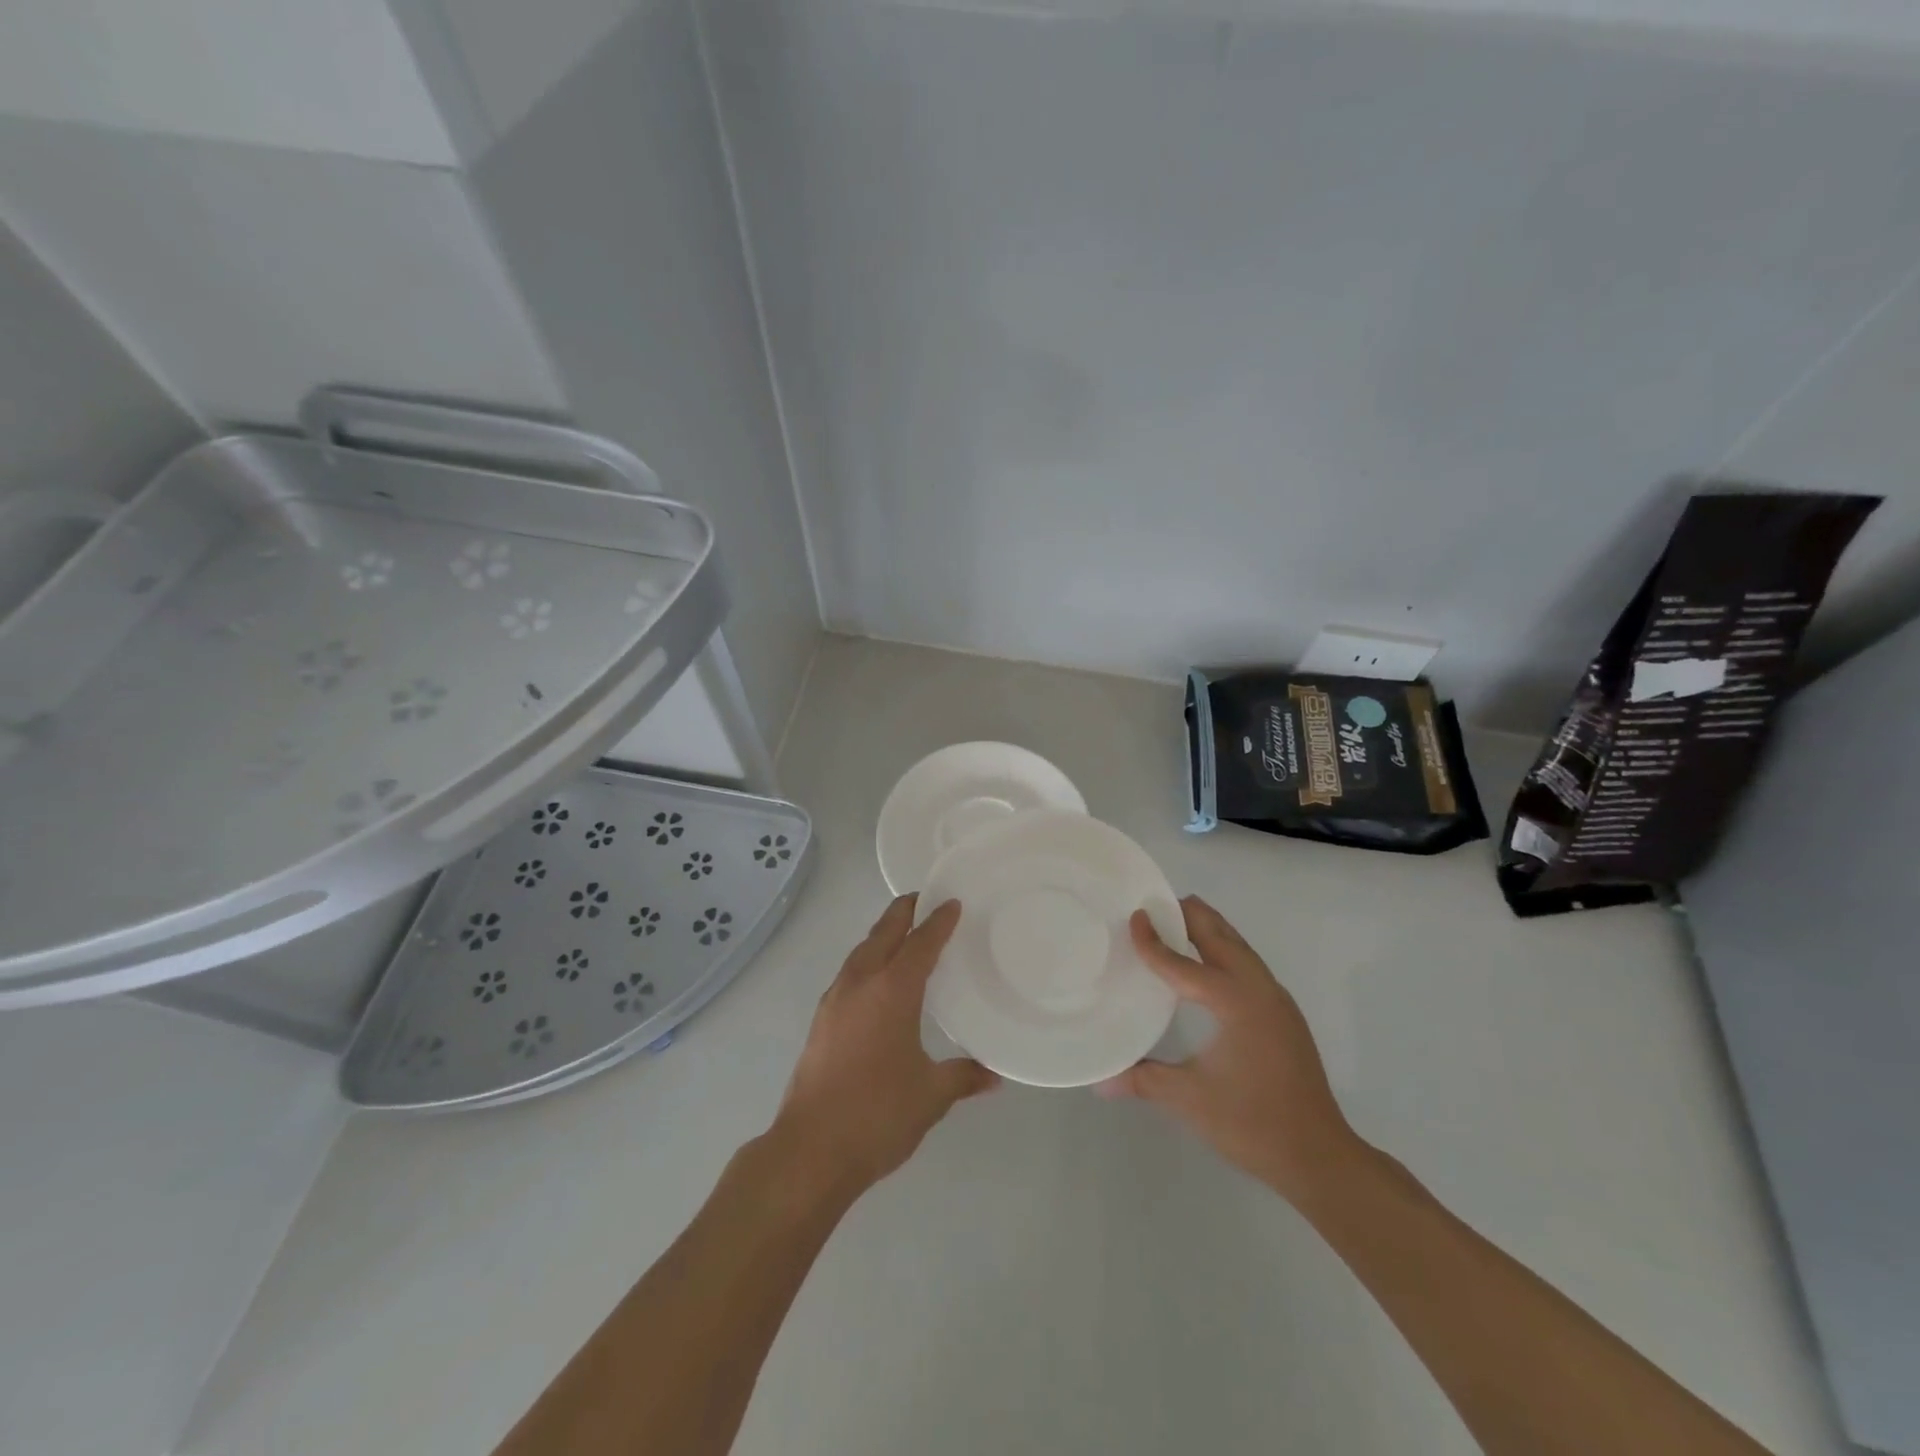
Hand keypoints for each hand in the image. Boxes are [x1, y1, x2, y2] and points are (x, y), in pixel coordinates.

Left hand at [772, 895, 998, 1196]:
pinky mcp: (821, 1020)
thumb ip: (963, 1077)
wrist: (810, 1149)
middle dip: (904, 912)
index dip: (938, 921)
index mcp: (892, 990)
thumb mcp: (930, 1095)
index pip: (920, 943)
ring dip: (883, 935)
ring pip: (862, 951)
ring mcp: (835, 1000)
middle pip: (883, 933)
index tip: (953, 903)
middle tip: (925, 900)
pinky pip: (850, 972)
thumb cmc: (878, 1114)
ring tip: (903, 934)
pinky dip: (868, 960)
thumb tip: (993, 1076)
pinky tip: (878, 980)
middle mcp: (860, 983)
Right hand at [1100, 895, 1359, 1203]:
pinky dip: (1224, 949)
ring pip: (1239, 947)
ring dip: (1209, 929)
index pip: (1185, 963)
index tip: (1133, 917)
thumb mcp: (1190, 1099)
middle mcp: (1259, 989)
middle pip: (1221, 936)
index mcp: (1236, 1001)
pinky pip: (1248, 964)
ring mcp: (1277, 1000)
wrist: (1320, 1156)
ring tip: (1177, 920)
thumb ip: (1143, 1080)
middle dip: (1189, 915)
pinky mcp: (1283, 1014)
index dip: (1154, 942)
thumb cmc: (1252, 1123)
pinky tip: (1206, 965)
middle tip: (1154, 902)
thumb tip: (1100, 1081)